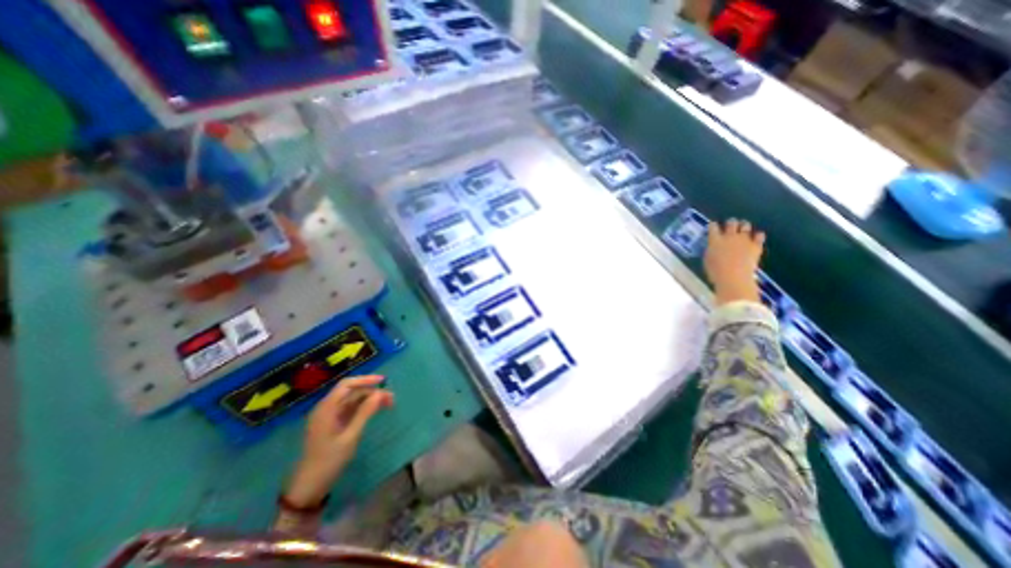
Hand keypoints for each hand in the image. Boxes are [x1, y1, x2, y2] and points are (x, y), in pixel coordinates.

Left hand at [286, 377, 396, 505]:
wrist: (309, 487)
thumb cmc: (329, 461)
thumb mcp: (350, 436)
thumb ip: (365, 413)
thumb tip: (380, 393)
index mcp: (326, 408)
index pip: (346, 385)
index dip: (365, 380)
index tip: (383, 381)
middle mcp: (327, 408)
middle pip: (352, 392)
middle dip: (372, 392)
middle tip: (391, 399)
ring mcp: (330, 416)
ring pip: (353, 400)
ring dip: (371, 399)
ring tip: (388, 404)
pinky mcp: (334, 423)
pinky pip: (351, 409)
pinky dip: (365, 407)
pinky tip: (376, 410)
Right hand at [705, 218, 761, 306]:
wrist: (733, 277)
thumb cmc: (715, 271)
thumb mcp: (707, 259)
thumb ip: (711, 249)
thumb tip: (713, 246)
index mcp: (715, 240)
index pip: (713, 226)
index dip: (713, 225)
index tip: (713, 226)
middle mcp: (729, 236)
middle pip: (731, 223)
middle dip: (731, 223)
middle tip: (730, 225)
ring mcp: (744, 240)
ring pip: (746, 225)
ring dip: (744, 226)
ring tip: (744, 229)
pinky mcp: (755, 245)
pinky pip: (760, 235)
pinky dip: (758, 235)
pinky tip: (756, 237)